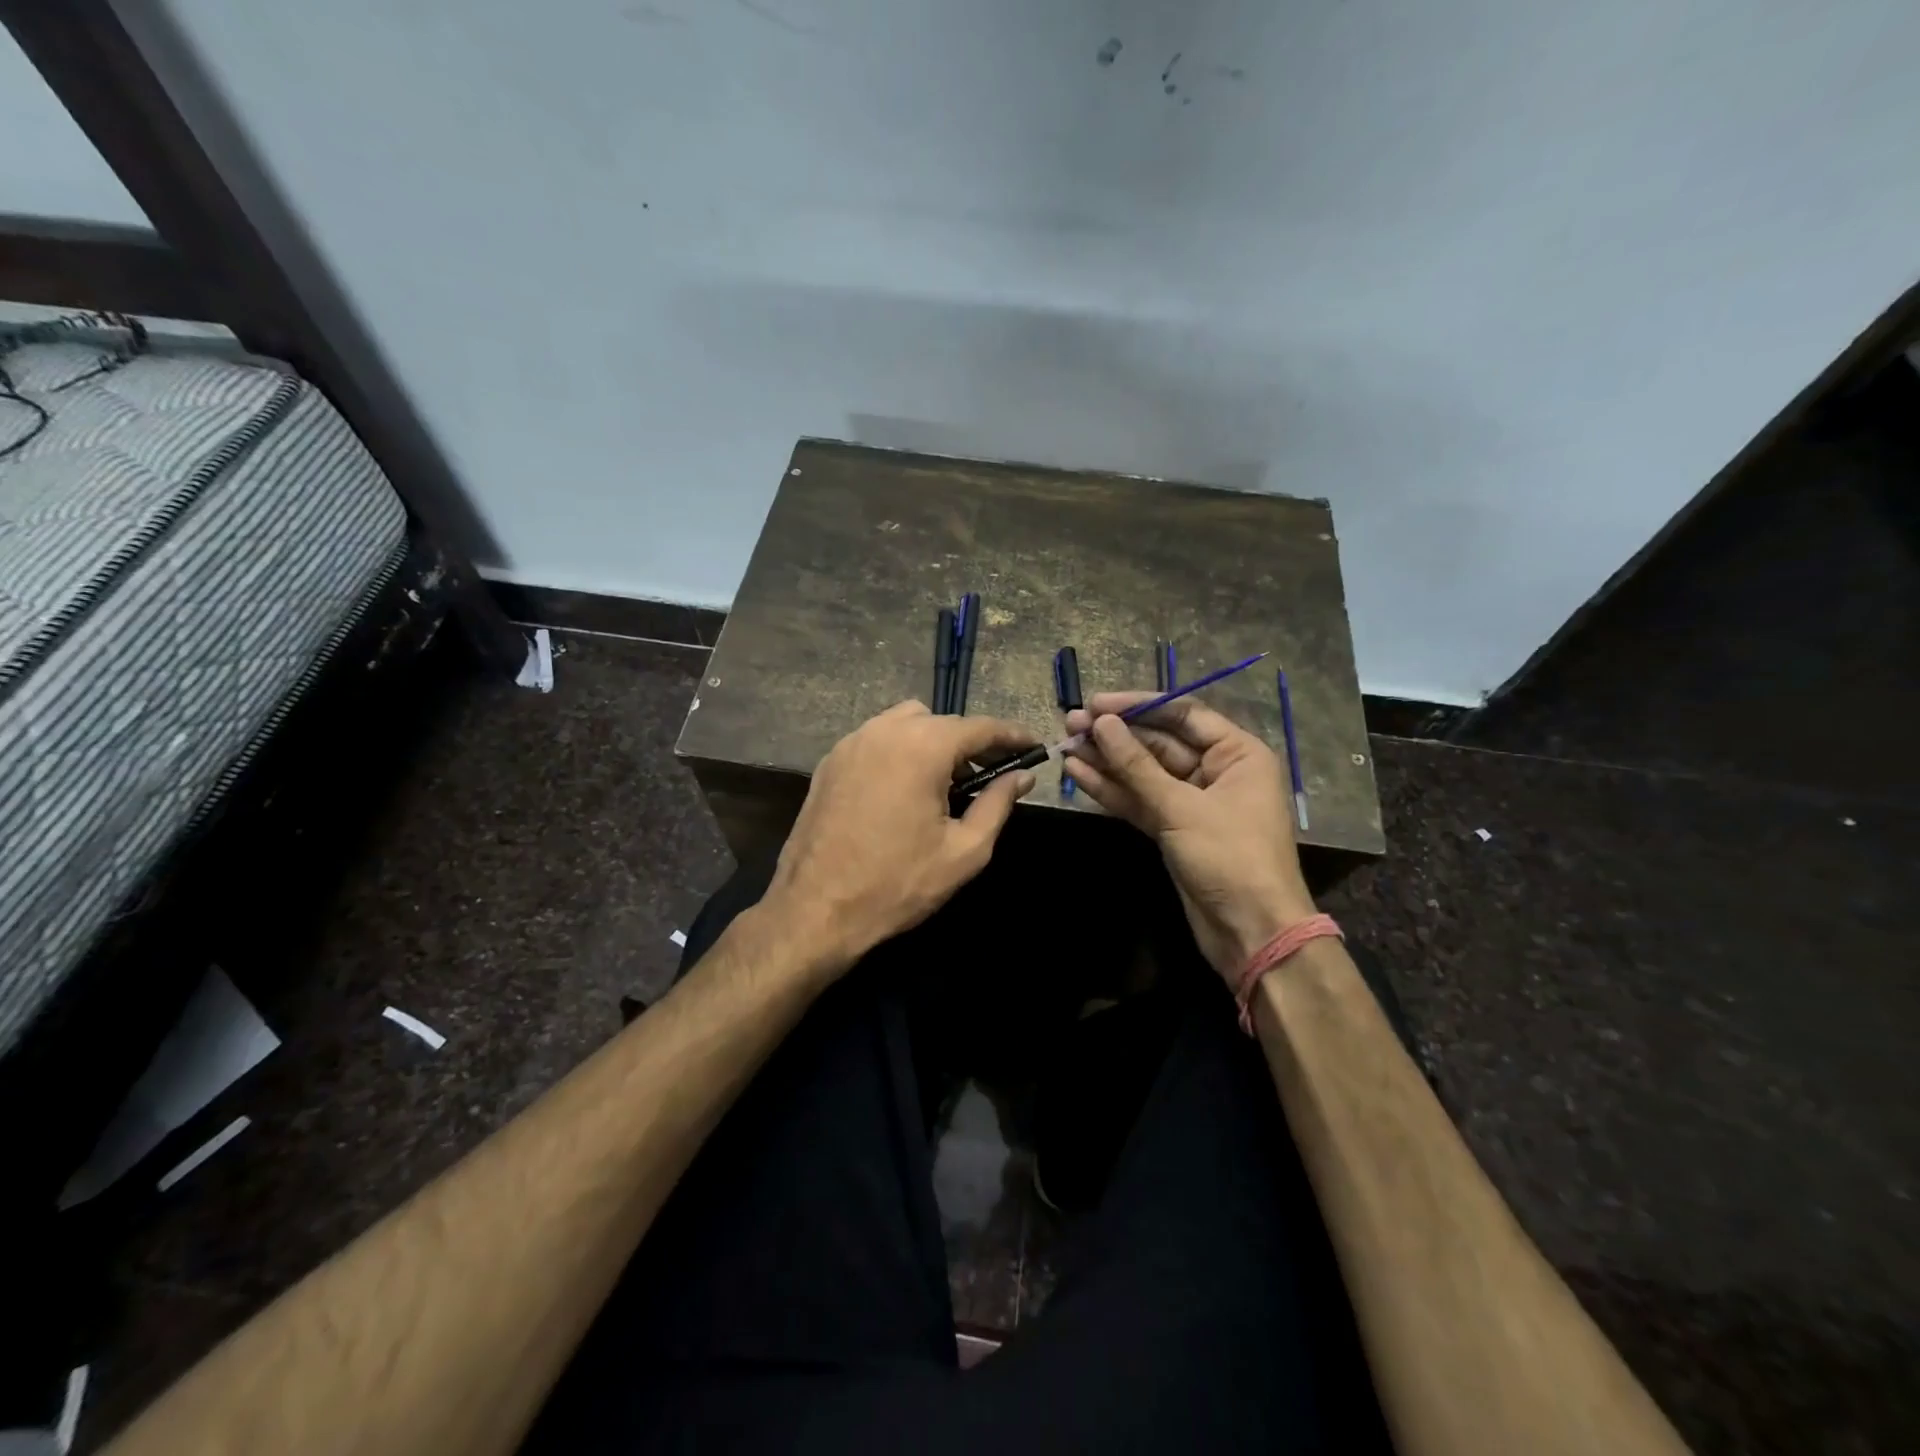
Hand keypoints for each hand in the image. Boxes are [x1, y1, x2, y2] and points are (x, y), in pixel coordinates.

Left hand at [765, 702, 1037, 972]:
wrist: (816, 909)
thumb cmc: (897, 883)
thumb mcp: (964, 851)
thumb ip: (997, 804)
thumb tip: (1021, 776)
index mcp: (922, 747)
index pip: (980, 727)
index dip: (1012, 736)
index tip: (1033, 747)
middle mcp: (885, 731)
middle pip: (941, 721)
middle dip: (970, 742)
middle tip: (990, 775)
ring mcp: (851, 743)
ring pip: (905, 723)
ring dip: (932, 742)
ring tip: (944, 783)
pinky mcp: (829, 762)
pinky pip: (876, 740)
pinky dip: (899, 751)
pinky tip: (904, 789)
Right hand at [1063, 691, 1315, 983]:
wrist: (1251, 932)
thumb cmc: (1229, 857)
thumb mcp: (1181, 807)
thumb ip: (1137, 765)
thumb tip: (1102, 724)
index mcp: (1237, 754)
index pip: (1183, 714)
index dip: (1138, 706)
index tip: (1097, 703)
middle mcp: (1216, 771)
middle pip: (1159, 743)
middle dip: (1115, 735)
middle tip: (1071, 723)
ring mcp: (1192, 802)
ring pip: (1144, 773)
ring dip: (1106, 761)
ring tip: (1065, 744)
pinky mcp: (1173, 829)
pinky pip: (1140, 800)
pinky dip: (1112, 790)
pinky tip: (1078, 774)